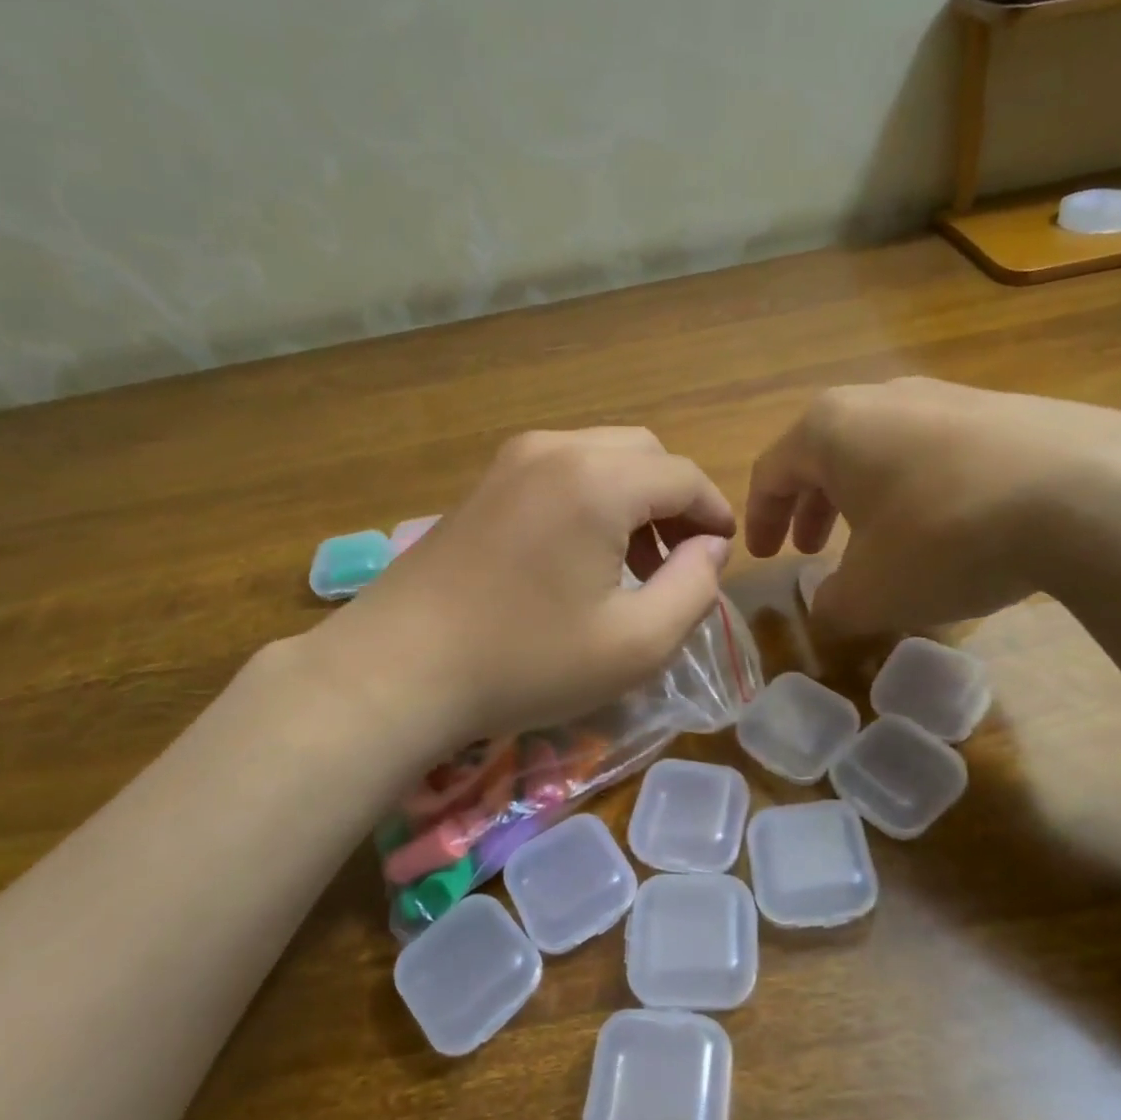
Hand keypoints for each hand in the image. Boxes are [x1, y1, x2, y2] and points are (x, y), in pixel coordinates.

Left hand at [318, 428, 734, 750]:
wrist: (398, 669)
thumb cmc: (526, 662)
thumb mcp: (636, 643)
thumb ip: (694, 588)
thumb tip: (710, 547)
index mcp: (598, 480)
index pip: (683, 476)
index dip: (714, 513)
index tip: (722, 555)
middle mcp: (556, 450)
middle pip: (644, 455)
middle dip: (674, 501)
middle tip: (678, 561)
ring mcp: (511, 462)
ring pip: (600, 458)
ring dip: (632, 499)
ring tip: (633, 565)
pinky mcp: (484, 484)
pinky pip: (560, 472)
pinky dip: (591, 499)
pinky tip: (580, 556)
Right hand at [746, 377, 1120, 631]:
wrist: (1089, 494)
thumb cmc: (944, 537)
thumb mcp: (872, 592)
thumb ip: (832, 605)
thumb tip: (828, 610)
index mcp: (830, 428)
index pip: (772, 471)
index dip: (760, 519)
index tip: (766, 557)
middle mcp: (882, 398)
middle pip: (825, 454)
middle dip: (812, 507)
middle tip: (812, 549)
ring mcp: (948, 396)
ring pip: (882, 450)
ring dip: (865, 499)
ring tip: (876, 543)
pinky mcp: (1004, 410)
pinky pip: (936, 452)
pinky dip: (918, 491)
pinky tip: (945, 530)